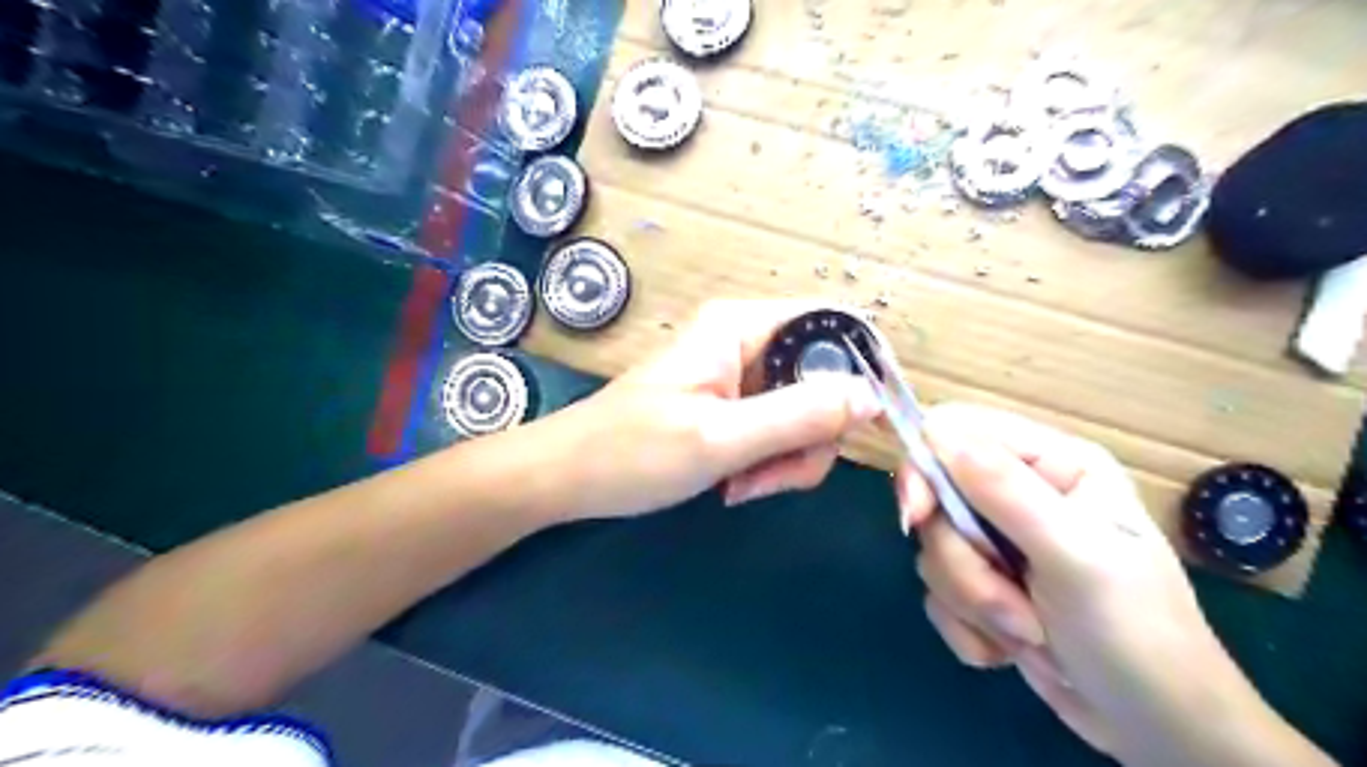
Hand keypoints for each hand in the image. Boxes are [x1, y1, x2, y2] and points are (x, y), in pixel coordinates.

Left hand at [547, 298, 880, 521]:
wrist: (568, 478)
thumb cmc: (631, 452)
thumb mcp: (720, 438)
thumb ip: (798, 415)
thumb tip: (872, 397)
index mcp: (741, 327)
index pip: (834, 325)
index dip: (864, 370)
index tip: (871, 428)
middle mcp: (747, 342)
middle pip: (824, 380)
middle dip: (810, 438)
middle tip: (769, 477)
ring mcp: (740, 377)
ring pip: (804, 414)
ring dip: (786, 459)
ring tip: (740, 485)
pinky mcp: (732, 407)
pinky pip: (777, 431)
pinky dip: (768, 463)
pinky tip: (732, 484)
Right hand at [900, 406, 1283, 763]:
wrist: (1157, 730)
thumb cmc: (1136, 634)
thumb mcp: (1076, 557)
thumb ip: (1006, 491)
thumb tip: (937, 433)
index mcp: (1050, 464)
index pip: (957, 431)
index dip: (925, 466)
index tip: (917, 517)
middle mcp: (1018, 493)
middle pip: (936, 499)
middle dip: (963, 562)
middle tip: (1009, 602)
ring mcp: (998, 541)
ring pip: (934, 551)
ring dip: (973, 601)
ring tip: (1030, 635)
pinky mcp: (982, 585)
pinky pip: (937, 592)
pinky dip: (969, 628)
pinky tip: (1012, 649)